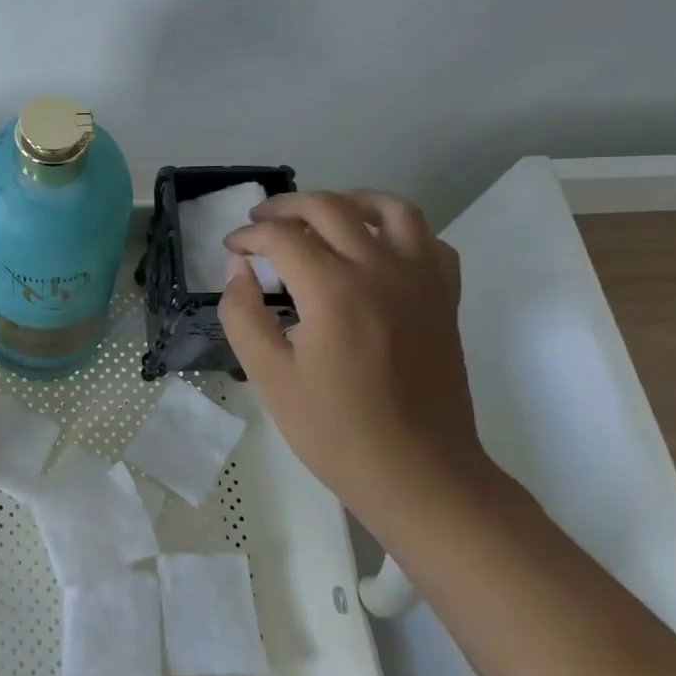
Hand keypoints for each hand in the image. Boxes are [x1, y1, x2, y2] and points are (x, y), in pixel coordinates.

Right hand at [218, 189, 490, 525]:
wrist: (421, 474)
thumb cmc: (337, 432)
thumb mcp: (269, 378)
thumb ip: (244, 315)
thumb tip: (239, 269)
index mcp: (334, 291)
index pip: (282, 237)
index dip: (248, 236)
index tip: (231, 249)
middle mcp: (381, 270)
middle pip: (329, 208)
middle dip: (286, 207)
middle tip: (260, 222)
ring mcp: (421, 280)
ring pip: (389, 208)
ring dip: (348, 200)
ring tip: (321, 215)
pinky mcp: (444, 297)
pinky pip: (428, 239)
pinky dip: (397, 230)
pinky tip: (375, 248)